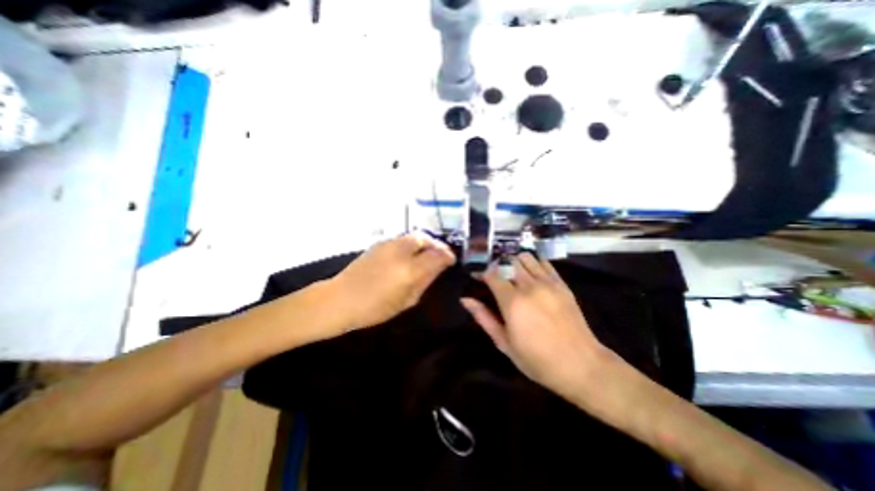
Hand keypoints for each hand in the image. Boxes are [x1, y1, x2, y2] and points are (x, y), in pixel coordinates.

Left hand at [323, 231, 454, 331]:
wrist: (340, 299)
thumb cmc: (374, 308)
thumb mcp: (406, 301)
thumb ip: (425, 281)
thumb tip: (438, 268)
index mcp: (409, 269)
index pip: (437, 255)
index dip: (447, 256)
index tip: (451, 260)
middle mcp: (401, 251)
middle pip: (425, 239)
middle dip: (437, 245)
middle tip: (441, 255)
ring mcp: (388, 244)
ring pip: (414, 236)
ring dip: (425, 243)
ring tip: (428, 254)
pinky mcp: (379, 244)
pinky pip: (403, 239)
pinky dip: (413, 244)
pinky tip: (412, 254)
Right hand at [460, 255, 609, 399]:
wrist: (581, 365)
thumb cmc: (537, 359)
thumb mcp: (504, 343)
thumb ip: (484, 317)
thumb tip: (465, 299)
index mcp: (513, 302)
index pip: (492, 273)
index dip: (481, 272)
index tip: (477, 277)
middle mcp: (529, 286)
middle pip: (508, 260)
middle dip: (496, 264)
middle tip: (493, 275)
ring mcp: (548, 283)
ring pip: (525, 257)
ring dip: (514, 261)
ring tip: (510, 273)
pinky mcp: (561, 284)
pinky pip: (544, 262)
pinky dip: (533, 263)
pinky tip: (530, 273)